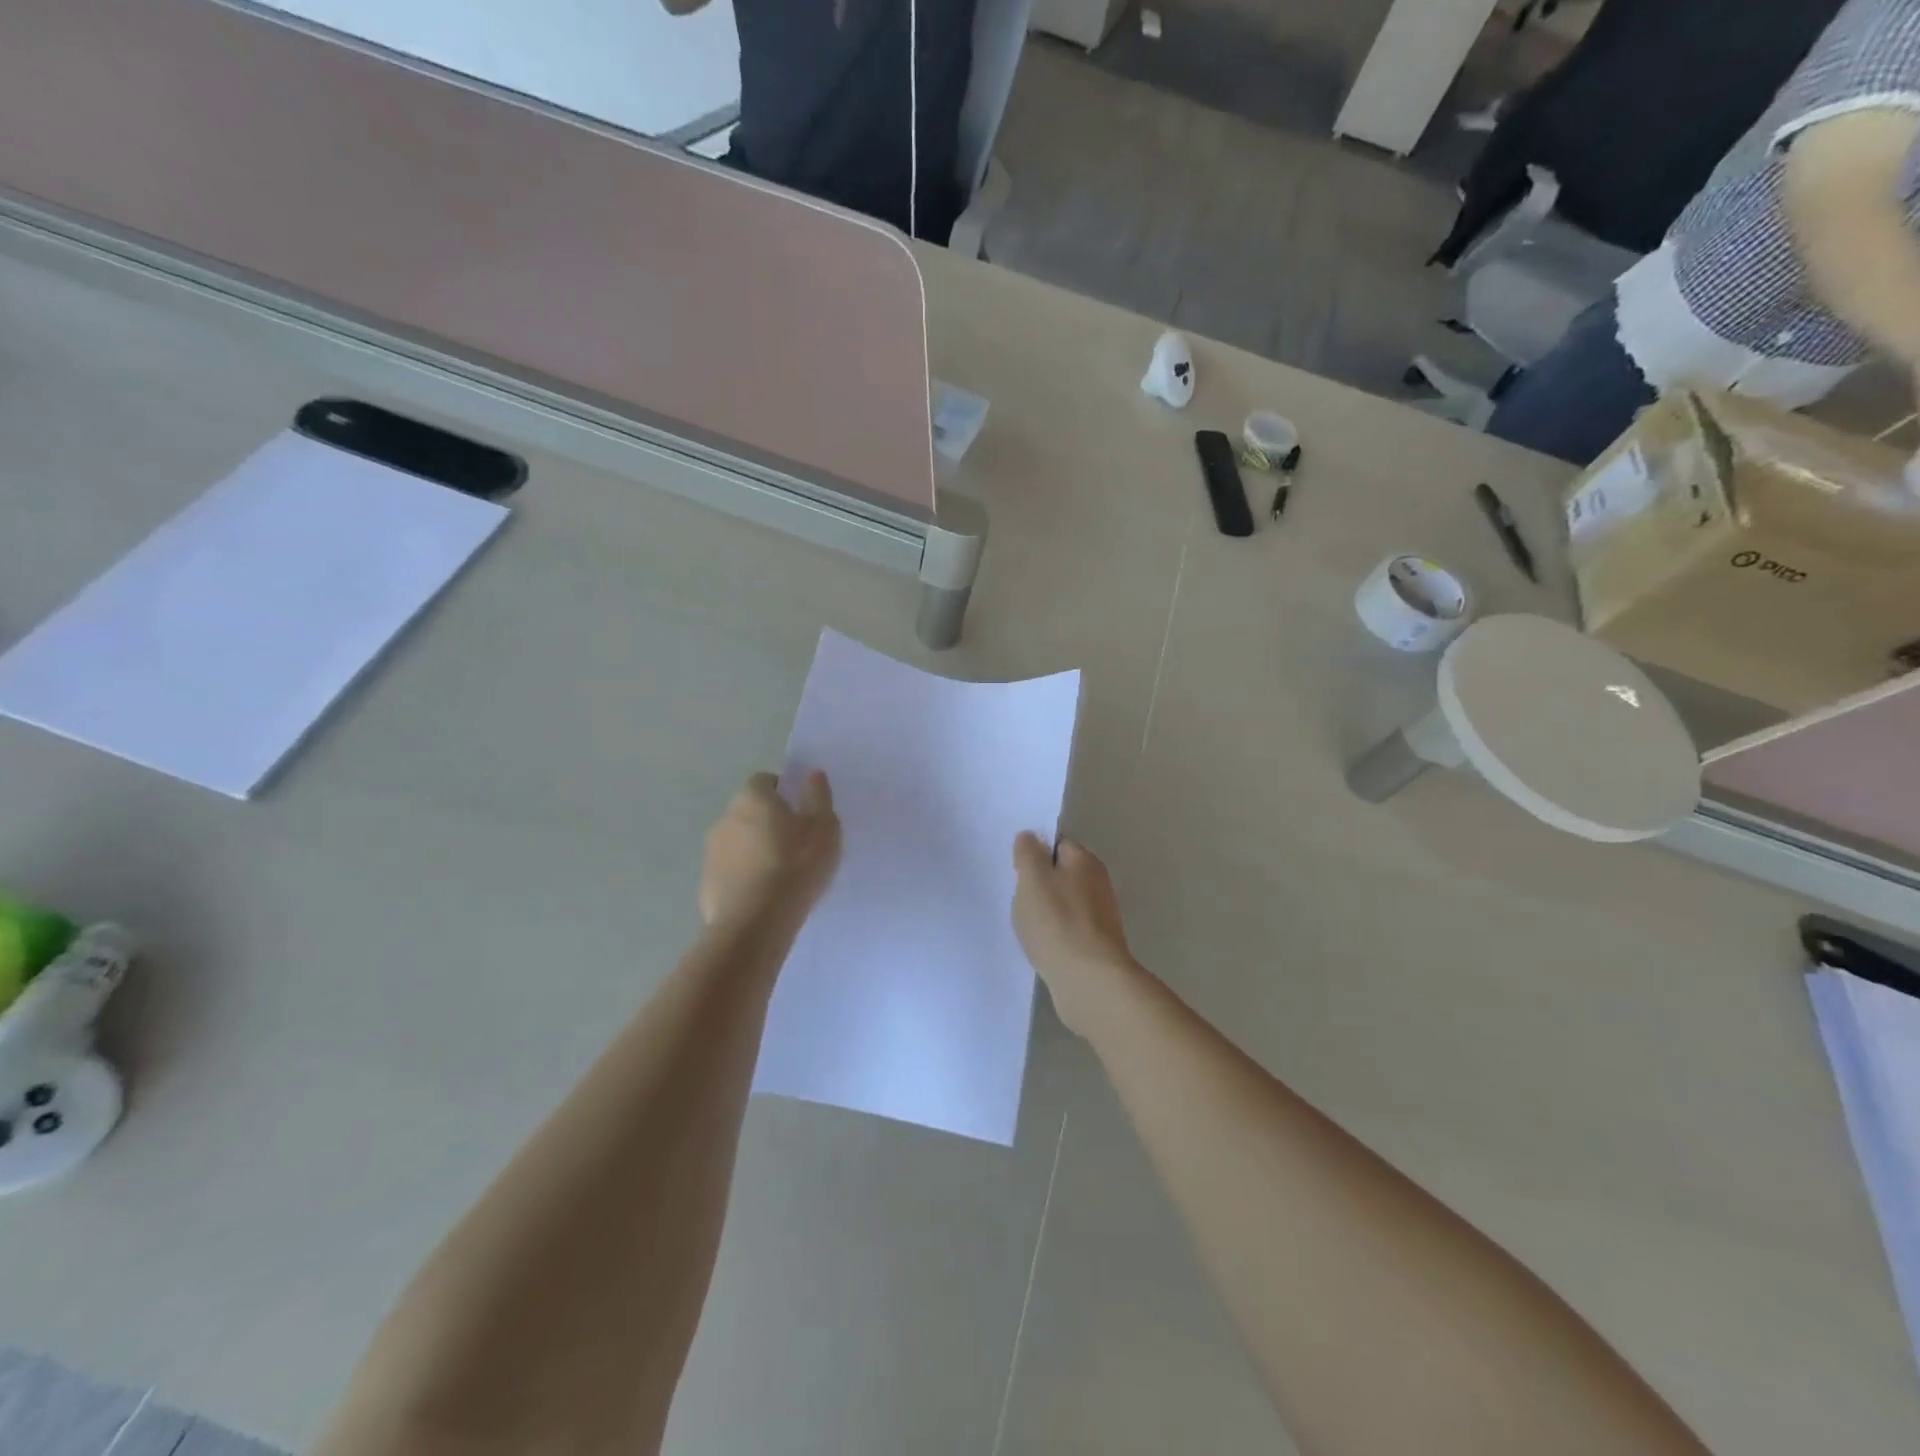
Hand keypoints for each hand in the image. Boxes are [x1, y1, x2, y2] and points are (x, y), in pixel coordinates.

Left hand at [700, 771, 840, 926]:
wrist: (755, 924)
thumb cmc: (795, 866)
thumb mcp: (823, 828)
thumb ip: (818, 797)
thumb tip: (812, 774)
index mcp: (752, 799)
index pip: (764, 781)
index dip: (782, 792)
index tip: (800, 812)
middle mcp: (725, 819)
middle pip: (748, 811)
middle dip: (768, 822)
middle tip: (795, 844)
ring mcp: (711, 853)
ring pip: (737, 842)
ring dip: (754, 850)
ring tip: (780, 875)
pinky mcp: (706, 884)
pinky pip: (730, 872)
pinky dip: (744, 877)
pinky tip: (764, 897)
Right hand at [1012, 832, 1134, 1035]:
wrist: (1090, 981)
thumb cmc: (1057, 923)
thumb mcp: (1032, 880)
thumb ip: (1028, 854)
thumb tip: (1030, 837)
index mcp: (1084, 860)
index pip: (1058, 843)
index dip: (1034, 852)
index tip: (1015, 868)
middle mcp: (1098, 882)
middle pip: (1062, 873)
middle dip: (1039, 882)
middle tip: (1016, 896)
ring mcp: (1100, 915)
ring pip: (1065, 902)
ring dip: (1046, 910)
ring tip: (1025, 923)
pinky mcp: (1097, 944)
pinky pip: (1069, 928)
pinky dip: (1054, 933)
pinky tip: (1041, 945)